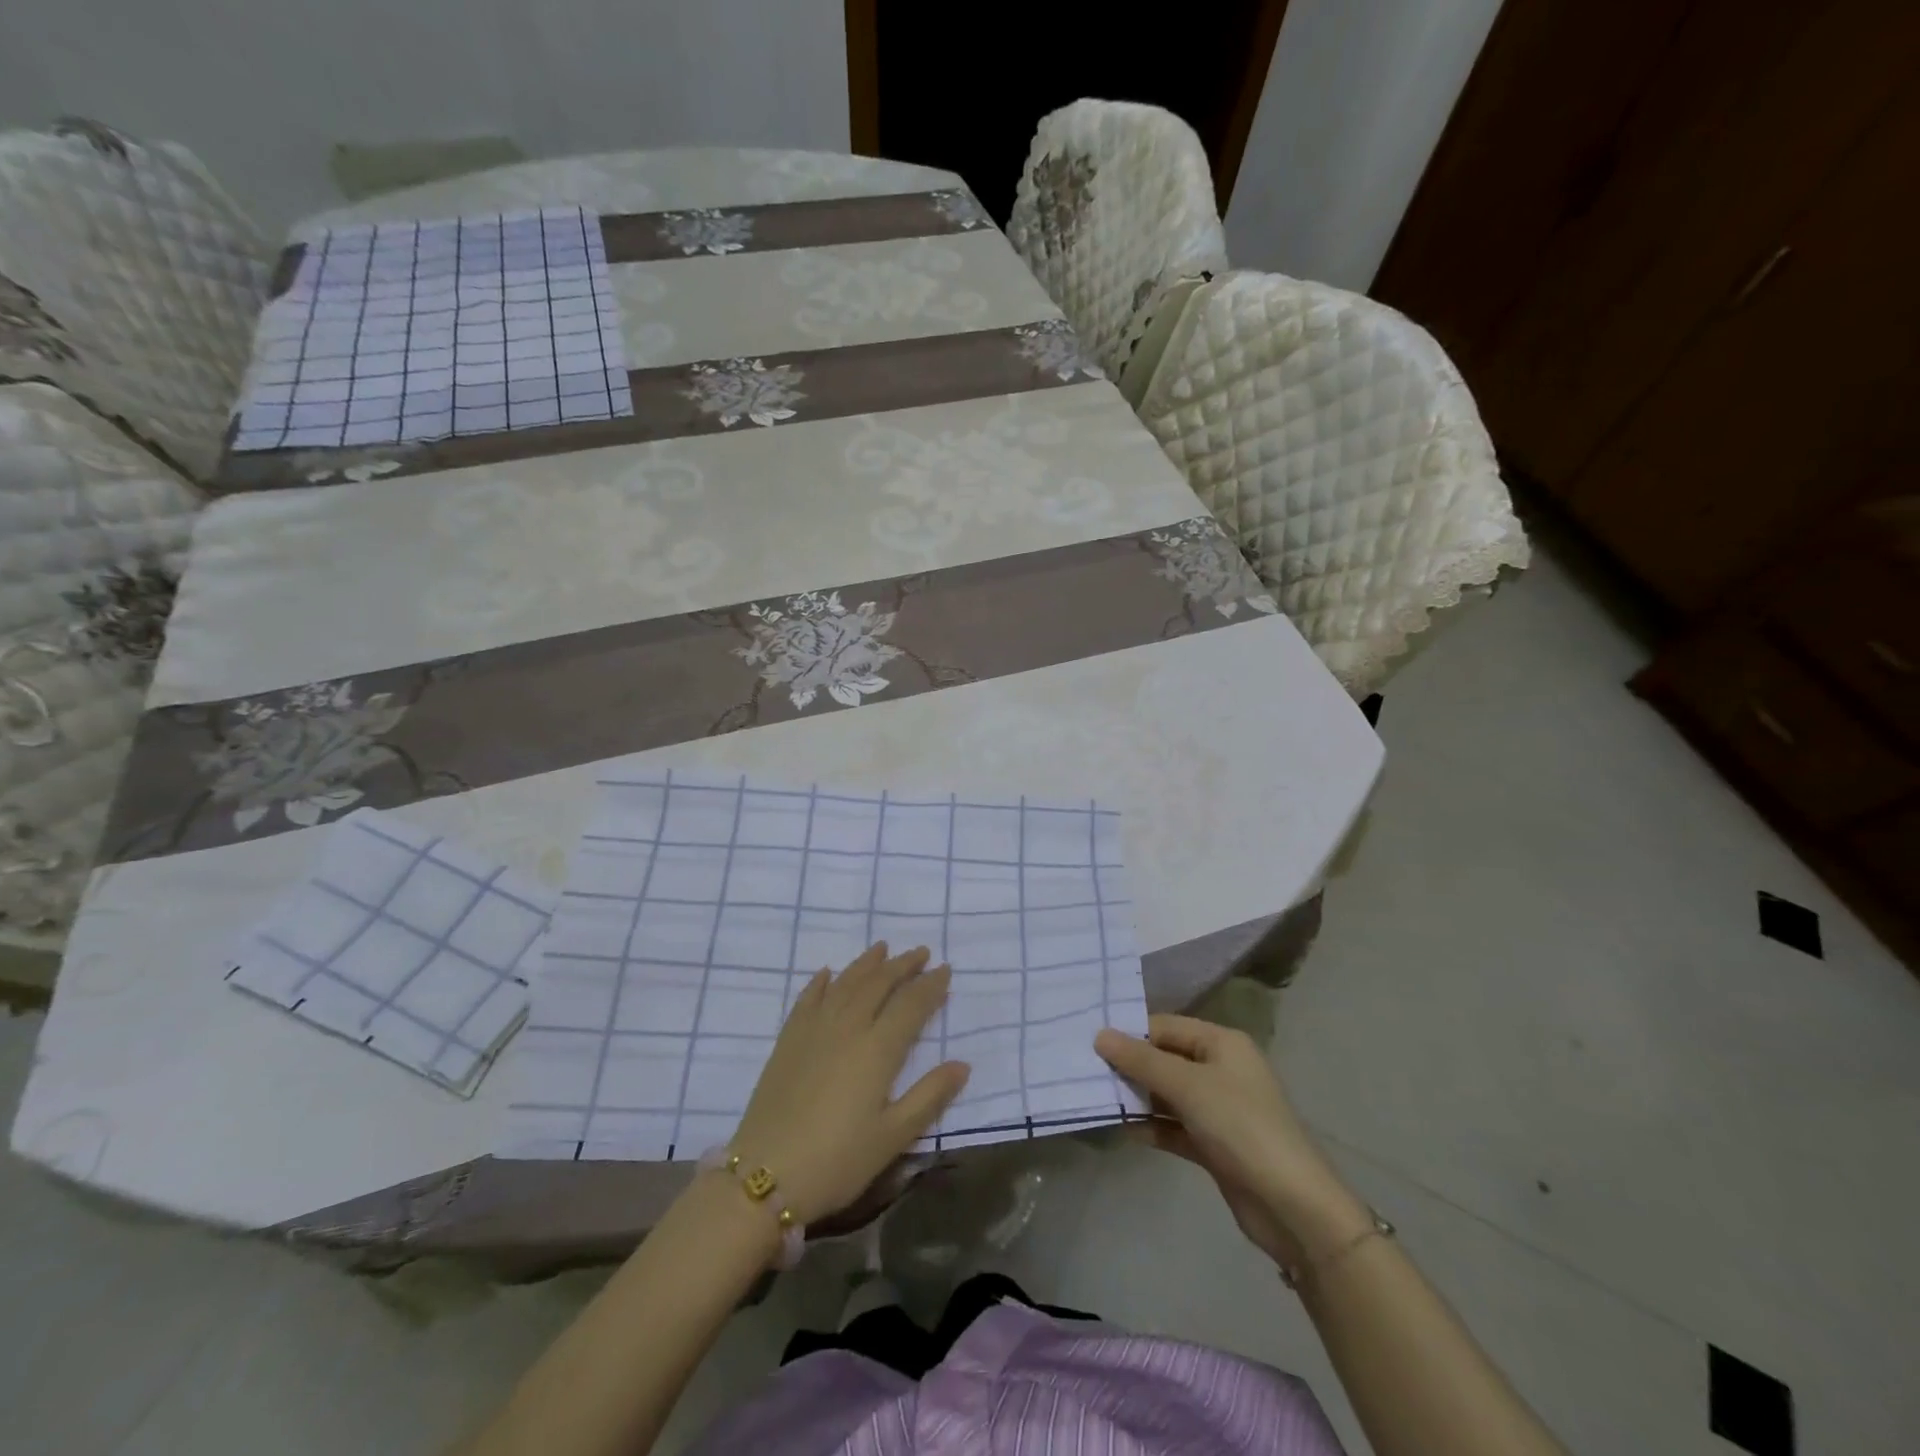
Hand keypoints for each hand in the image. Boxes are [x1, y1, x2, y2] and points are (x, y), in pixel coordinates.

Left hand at [730, 943, 969, 1223]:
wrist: (763, 1175)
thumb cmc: (836, 1161)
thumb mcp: (892, 1138)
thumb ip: (929, 1097)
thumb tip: (963, 1064)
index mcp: (877, 1049)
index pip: (911, 1004)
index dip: (930, 985)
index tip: (945, 969)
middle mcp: (848, 1027)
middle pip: (879, 983)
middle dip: (903, 965)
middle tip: (921, 952)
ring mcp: (814, 1030)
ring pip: (845, 983)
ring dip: (867, 963)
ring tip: (883, 948)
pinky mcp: (787, 1040)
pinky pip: (808, 998)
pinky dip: (822, 981)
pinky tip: (828, 973)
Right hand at [1095, 1015, 1370, 1267]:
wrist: (1292, 1206)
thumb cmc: (1241, 1127)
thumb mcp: (1188, 1086)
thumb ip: (1141, 1061)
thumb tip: (1100, 1035)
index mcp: (1222, 1043)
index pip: (1165, 1027)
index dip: (1130, 1033)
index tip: (1089, 1042)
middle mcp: (1220, 1069)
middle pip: (1165, 1059)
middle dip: (1129, 1066)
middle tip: (1085, 1071)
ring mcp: (1218, 1108)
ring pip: (1167, 1094)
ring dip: (1136, 1098)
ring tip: (1095, 1099)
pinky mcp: (1213, 1144)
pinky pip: (1173, 1126)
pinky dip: (1151, 1126)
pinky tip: (1121, 1130)